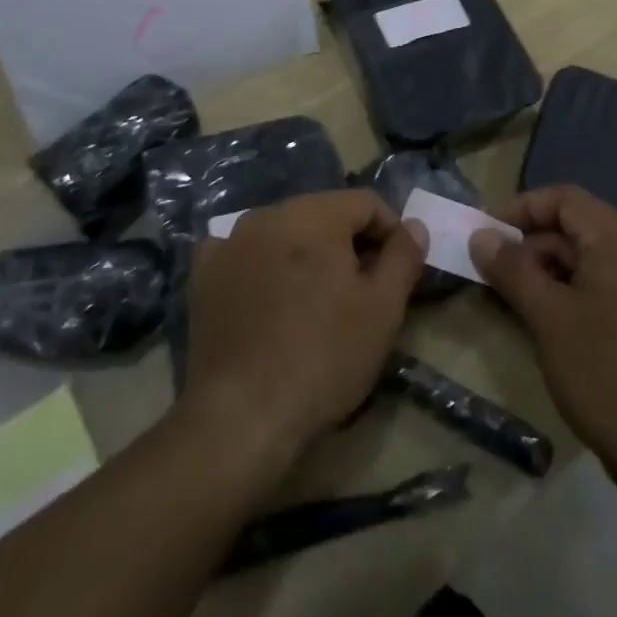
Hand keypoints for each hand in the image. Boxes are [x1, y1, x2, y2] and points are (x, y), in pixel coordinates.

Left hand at [183, 190, 426, 473]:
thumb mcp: (383, 309)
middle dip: (347, 242)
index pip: (365, 202)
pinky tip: (269, 301)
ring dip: (306, 253)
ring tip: (316, 299)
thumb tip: (413, 225)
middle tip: (361, 289)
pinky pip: (244, 254)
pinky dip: (262, 267)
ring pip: (283, 232)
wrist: (243, 414)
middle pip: (322, 214)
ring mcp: (229, 240)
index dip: (390, 232)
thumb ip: (403, 257)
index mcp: (313, 214)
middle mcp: (268, 214)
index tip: (398, 270)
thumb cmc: (325, 356)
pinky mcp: (203, 273)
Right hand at [471, 185, 616, 493]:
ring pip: (598, 261)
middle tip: (498, 277)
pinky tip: (562, 330)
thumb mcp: (547, 318)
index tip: (487, 236)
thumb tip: (482, 236)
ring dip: (556, 273)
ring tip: (523, 305)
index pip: (564, 199)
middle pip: (581, 228)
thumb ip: (511, 269)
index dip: (521, 209)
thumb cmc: (608, 374)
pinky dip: (582, 295)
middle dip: (535, 246)